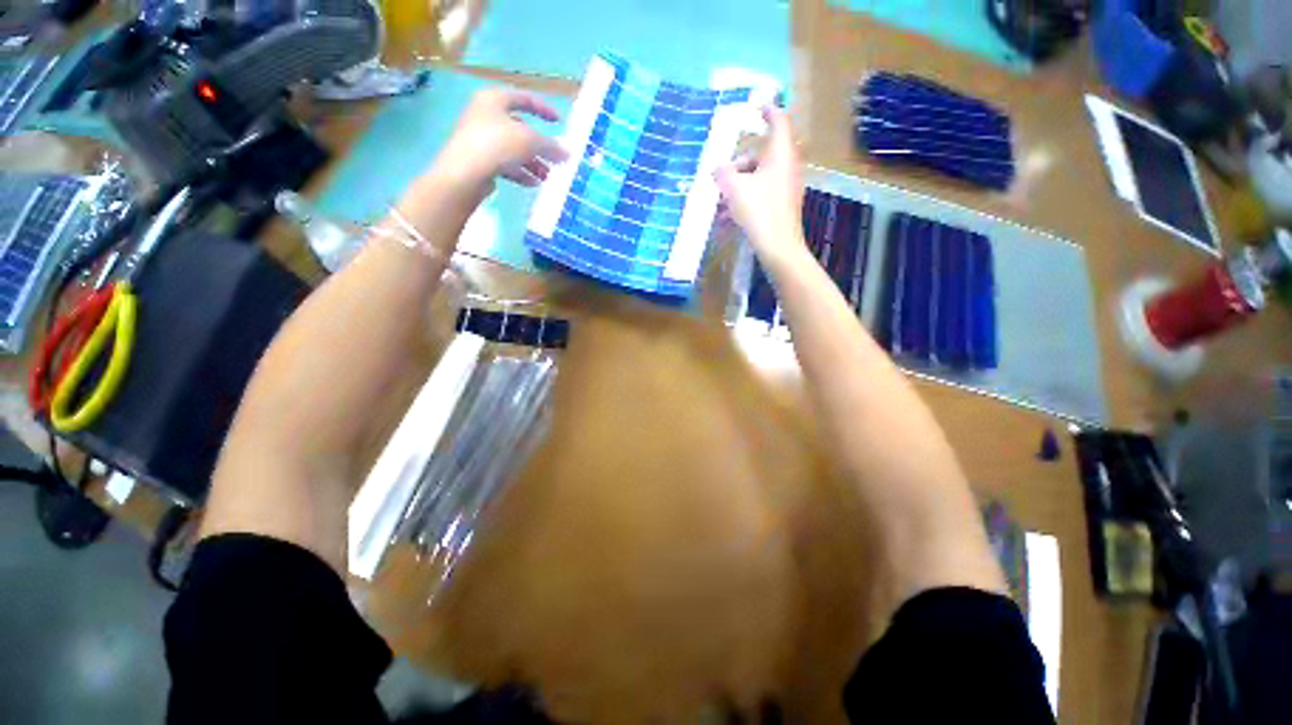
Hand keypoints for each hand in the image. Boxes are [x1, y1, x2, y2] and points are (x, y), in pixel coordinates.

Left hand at [429, 89, 568, 200]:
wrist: (465, 173)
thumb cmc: (498, 145)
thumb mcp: (530, 142)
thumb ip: (550, 146)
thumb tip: (567, 153)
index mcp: (494, 100)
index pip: (524, 98)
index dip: (543, 109)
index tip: (559, 122)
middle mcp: (485, 115)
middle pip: (520, 128)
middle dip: (540, 146)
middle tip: (554, 160)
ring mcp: (480, 138)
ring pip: (513, 149)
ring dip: (532, 163)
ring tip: (546, 177)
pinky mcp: (479, 160)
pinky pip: (505, 163)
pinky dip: (520, 172)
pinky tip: (532, 184)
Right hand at [714, 106, 807, 270]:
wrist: (778, 247)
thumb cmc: (758, 211)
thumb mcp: (734, 188)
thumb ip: (723, 173)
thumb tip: (718, 169)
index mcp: (781, 154)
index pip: (779, 120)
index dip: (768, 110)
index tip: (757, 106)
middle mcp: (787, 166)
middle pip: (762, 154)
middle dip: (740, 162)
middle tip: (723, 173)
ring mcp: (786, 187)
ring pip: (758, 177)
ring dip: (738, 185)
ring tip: (719, 201)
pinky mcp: (781, 205)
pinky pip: (760, 194)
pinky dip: (745, 199)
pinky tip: (726, 216)